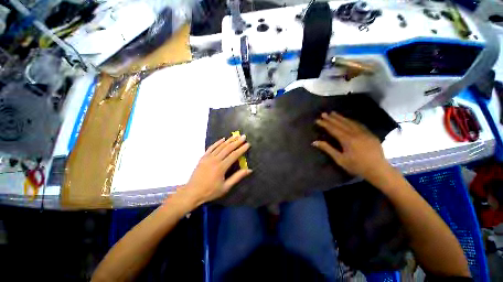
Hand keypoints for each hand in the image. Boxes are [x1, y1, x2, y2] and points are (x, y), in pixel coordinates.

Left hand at [182, 135, 251, 206]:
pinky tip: (223, 139)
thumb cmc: (210, 191)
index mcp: (221, 167)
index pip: (234, 155)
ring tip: (236, 136)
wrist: (192, 192)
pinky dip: (217, 142)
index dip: (242, 149)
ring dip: (229, 140)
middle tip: (243, 136)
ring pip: (220, 146)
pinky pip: (211, 147)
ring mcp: (208, 157)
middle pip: (228, 148)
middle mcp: (215, 160)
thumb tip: (249, 170)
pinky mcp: (203, 157)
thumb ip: (237, 177)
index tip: (248, 144)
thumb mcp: (226, 187)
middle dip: (237, 142)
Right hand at [312, 112, 388, 179]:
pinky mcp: (370, 134)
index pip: (333, 129)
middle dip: (331, 118)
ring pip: (350, 122)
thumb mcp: (340, 159)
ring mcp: (364, 133)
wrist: (379, 170)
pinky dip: (352, 120)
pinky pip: (359, 124)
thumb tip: (315, 142)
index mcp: (347, 140)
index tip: (318, 120)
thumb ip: (327, 149)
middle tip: (324, 113)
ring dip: (341, 117)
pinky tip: (349, 119)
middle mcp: (355, 133)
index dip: (325, 124)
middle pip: (341, 124)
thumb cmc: (357, 166)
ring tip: (334, 113)